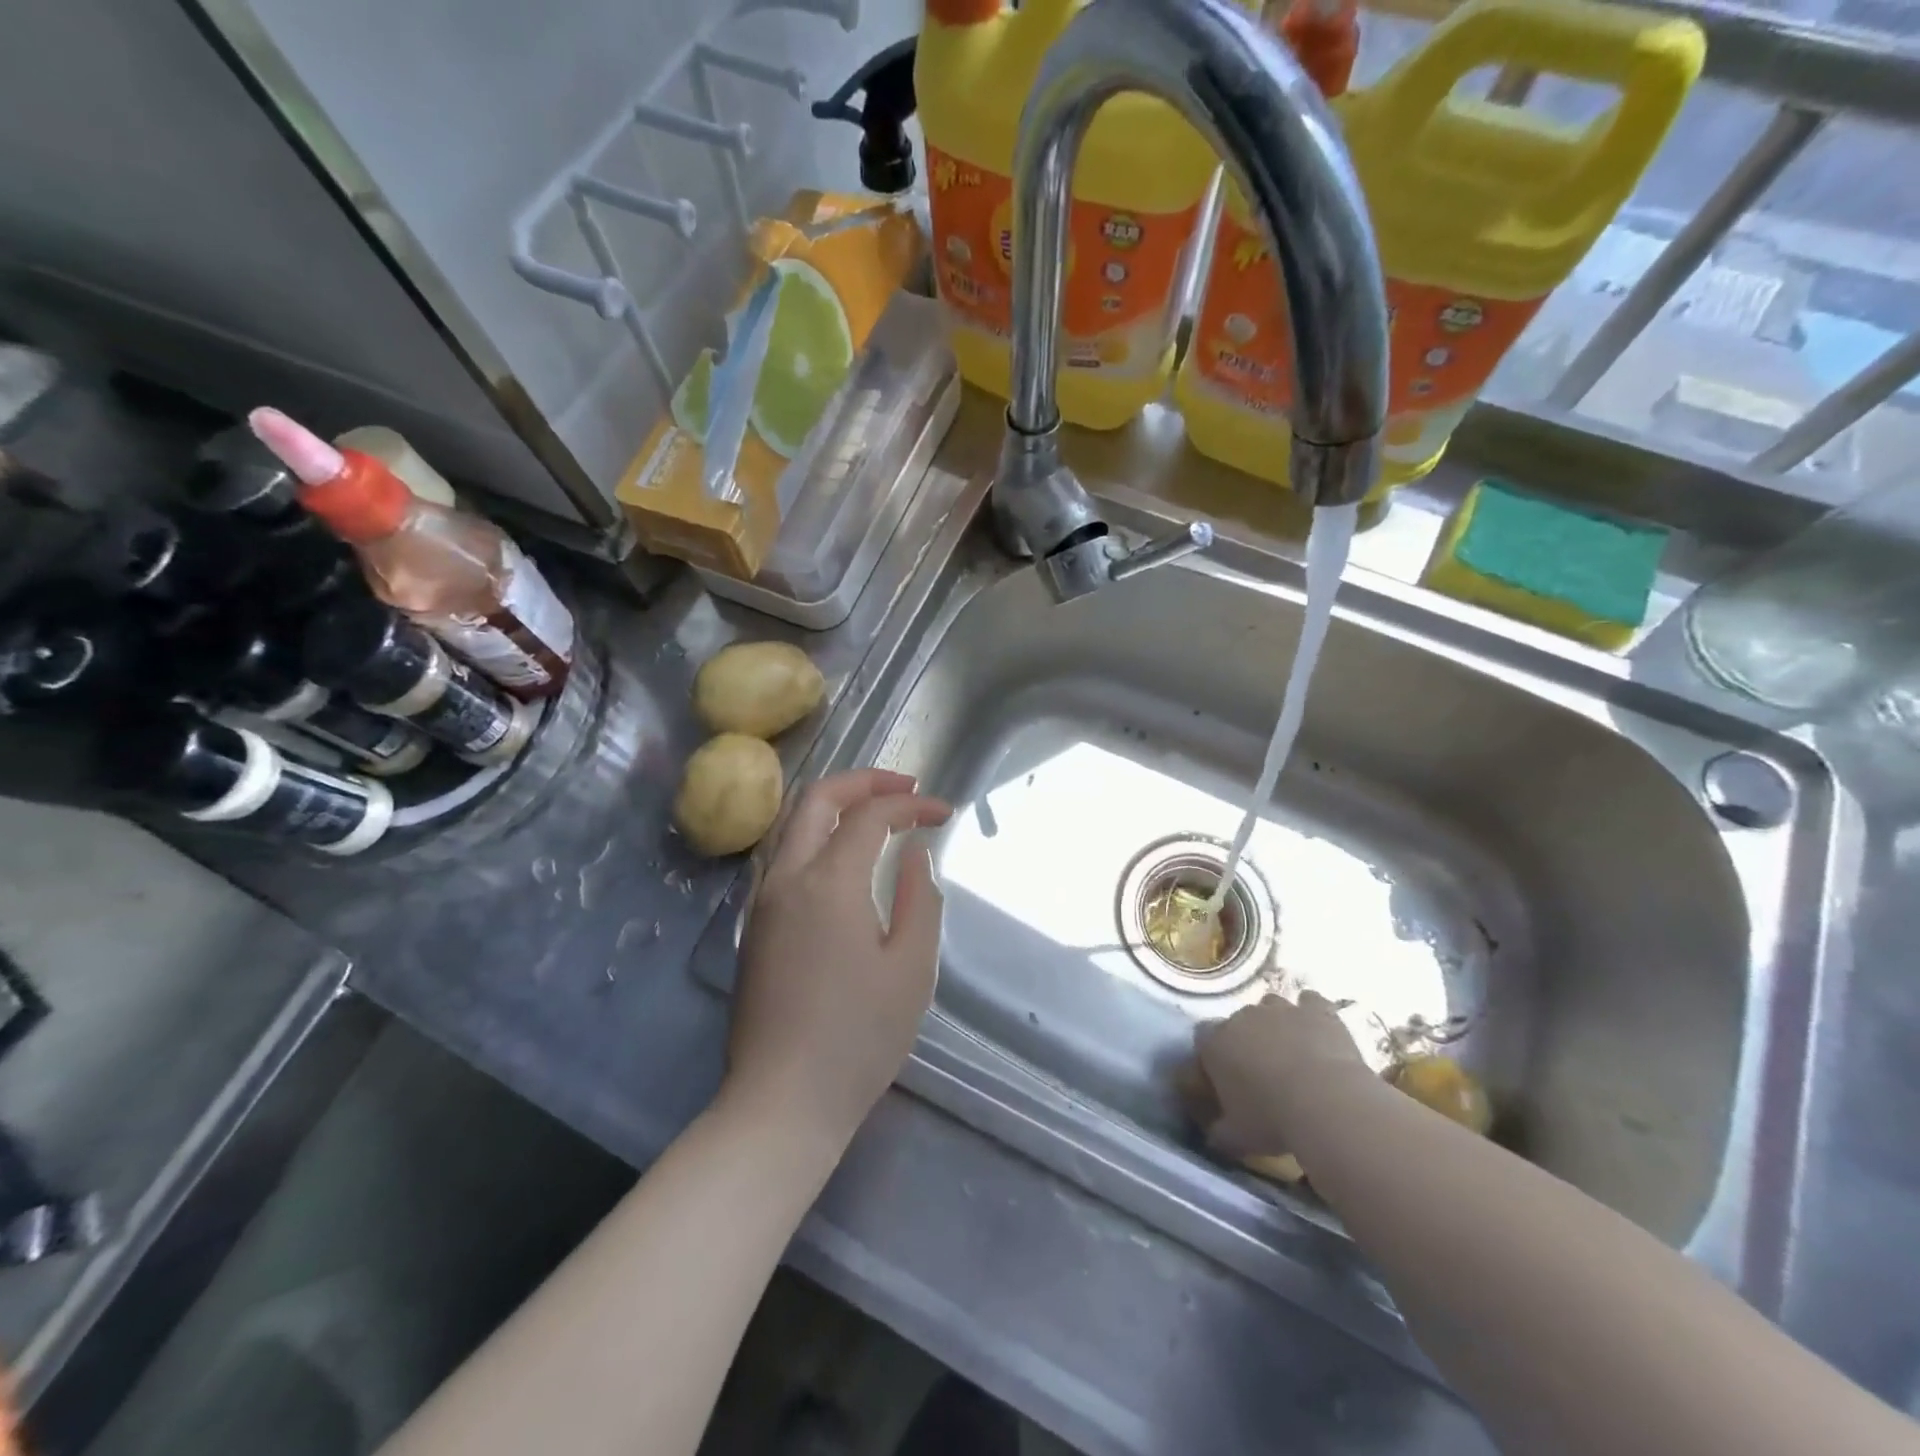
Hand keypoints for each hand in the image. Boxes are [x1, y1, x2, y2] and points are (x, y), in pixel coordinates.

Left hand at [722, 769, 951, 1150]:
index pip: (870, 816)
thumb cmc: (858, 1037)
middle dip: (864, 781)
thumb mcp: (911, 969)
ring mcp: (762, 901)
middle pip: (816, 799)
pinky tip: (840, 853)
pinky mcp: (755, 925)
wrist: (782, 1101)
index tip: (943, 813)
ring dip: (834, 803)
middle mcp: (786, 878)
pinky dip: (814, 832)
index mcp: (827, 882)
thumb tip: (913, 855)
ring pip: (791, 822)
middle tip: (906, 787)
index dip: (910, 805)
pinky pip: (782, 853)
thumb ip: (918, 899)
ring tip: (875, 810)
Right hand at [1188, 992, 1373, 1162]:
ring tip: (1292, 1051)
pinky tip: (1318, 1029)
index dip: (1212, 1054)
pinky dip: (1313, 1012)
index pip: (1202, 1036)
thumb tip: (1211, 1136)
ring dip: (1277, 1023)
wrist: (1326, 1103)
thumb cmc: (1271, 1119)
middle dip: (1247, 1040)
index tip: (1224, 1076)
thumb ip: (1218, 1132)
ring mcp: (1281, 1009)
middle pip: (1238, 1021)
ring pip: (1271, 1005)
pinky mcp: (1317, 1011)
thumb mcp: (1236, 1137)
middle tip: (1262, 1071)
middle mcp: (1243, 1017)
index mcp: (1215, 1042)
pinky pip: (1311, 1002)